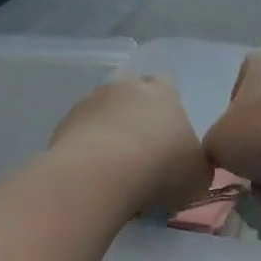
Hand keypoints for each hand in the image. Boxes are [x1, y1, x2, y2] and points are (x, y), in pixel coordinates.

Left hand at [49, 76, 212, 213]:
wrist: (100, 175)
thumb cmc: (160, 167)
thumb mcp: (198, 175)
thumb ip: (197, 165)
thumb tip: (192, 167)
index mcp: (162, 91)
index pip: (167, 84)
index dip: (167, 106)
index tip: (168, 133)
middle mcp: (125, 87)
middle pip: (131, 94)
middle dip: (134, 115)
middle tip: (141, 150)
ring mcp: (89, 103)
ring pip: (101, 112)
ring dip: (107, 132)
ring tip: (112, 169)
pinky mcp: (62, 125)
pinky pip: (79, 135)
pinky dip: (84, 150)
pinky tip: (90, 176)